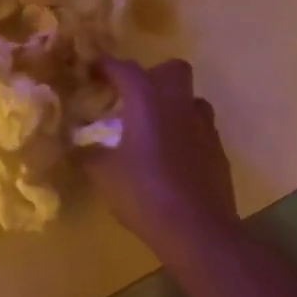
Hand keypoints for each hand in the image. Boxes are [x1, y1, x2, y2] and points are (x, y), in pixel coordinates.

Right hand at [84, 56, 238, 252]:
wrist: (198, 231)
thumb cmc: (144, 194)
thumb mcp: (102, 174)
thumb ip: (88, 153)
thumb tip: (78, 144)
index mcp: (147, 101)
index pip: (124, 68)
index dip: (105, 65)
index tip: (91, 70)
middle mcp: (178, 104)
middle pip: (172, 69)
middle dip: (153, 75)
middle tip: (133, 97)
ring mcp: (204, 127)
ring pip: (191, 99)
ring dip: (173, 105)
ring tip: (154, 128)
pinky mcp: (219, 151)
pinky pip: (201, 129)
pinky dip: (186, 134)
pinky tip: (172, 158)